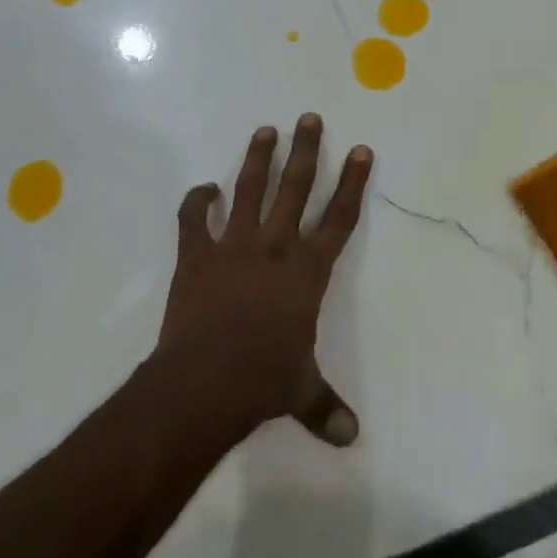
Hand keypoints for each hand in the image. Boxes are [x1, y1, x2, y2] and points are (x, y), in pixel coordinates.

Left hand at [156, 113, 373, 447]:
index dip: (353, 183)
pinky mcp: (197, 256)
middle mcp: (276, 248)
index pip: (339, 219)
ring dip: (258, 160)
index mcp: (307, 272)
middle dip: (307, 151)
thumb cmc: (262, 382)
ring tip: (266, 130)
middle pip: (297, 189)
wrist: (203, 384)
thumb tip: (353, 439)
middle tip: (310, 118)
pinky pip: (195, 220)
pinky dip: (197, 202)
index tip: (362, 151)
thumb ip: (326, 408)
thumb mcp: (301, 392)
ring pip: (250, 192)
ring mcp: (234, 247)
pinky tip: (203, 190)